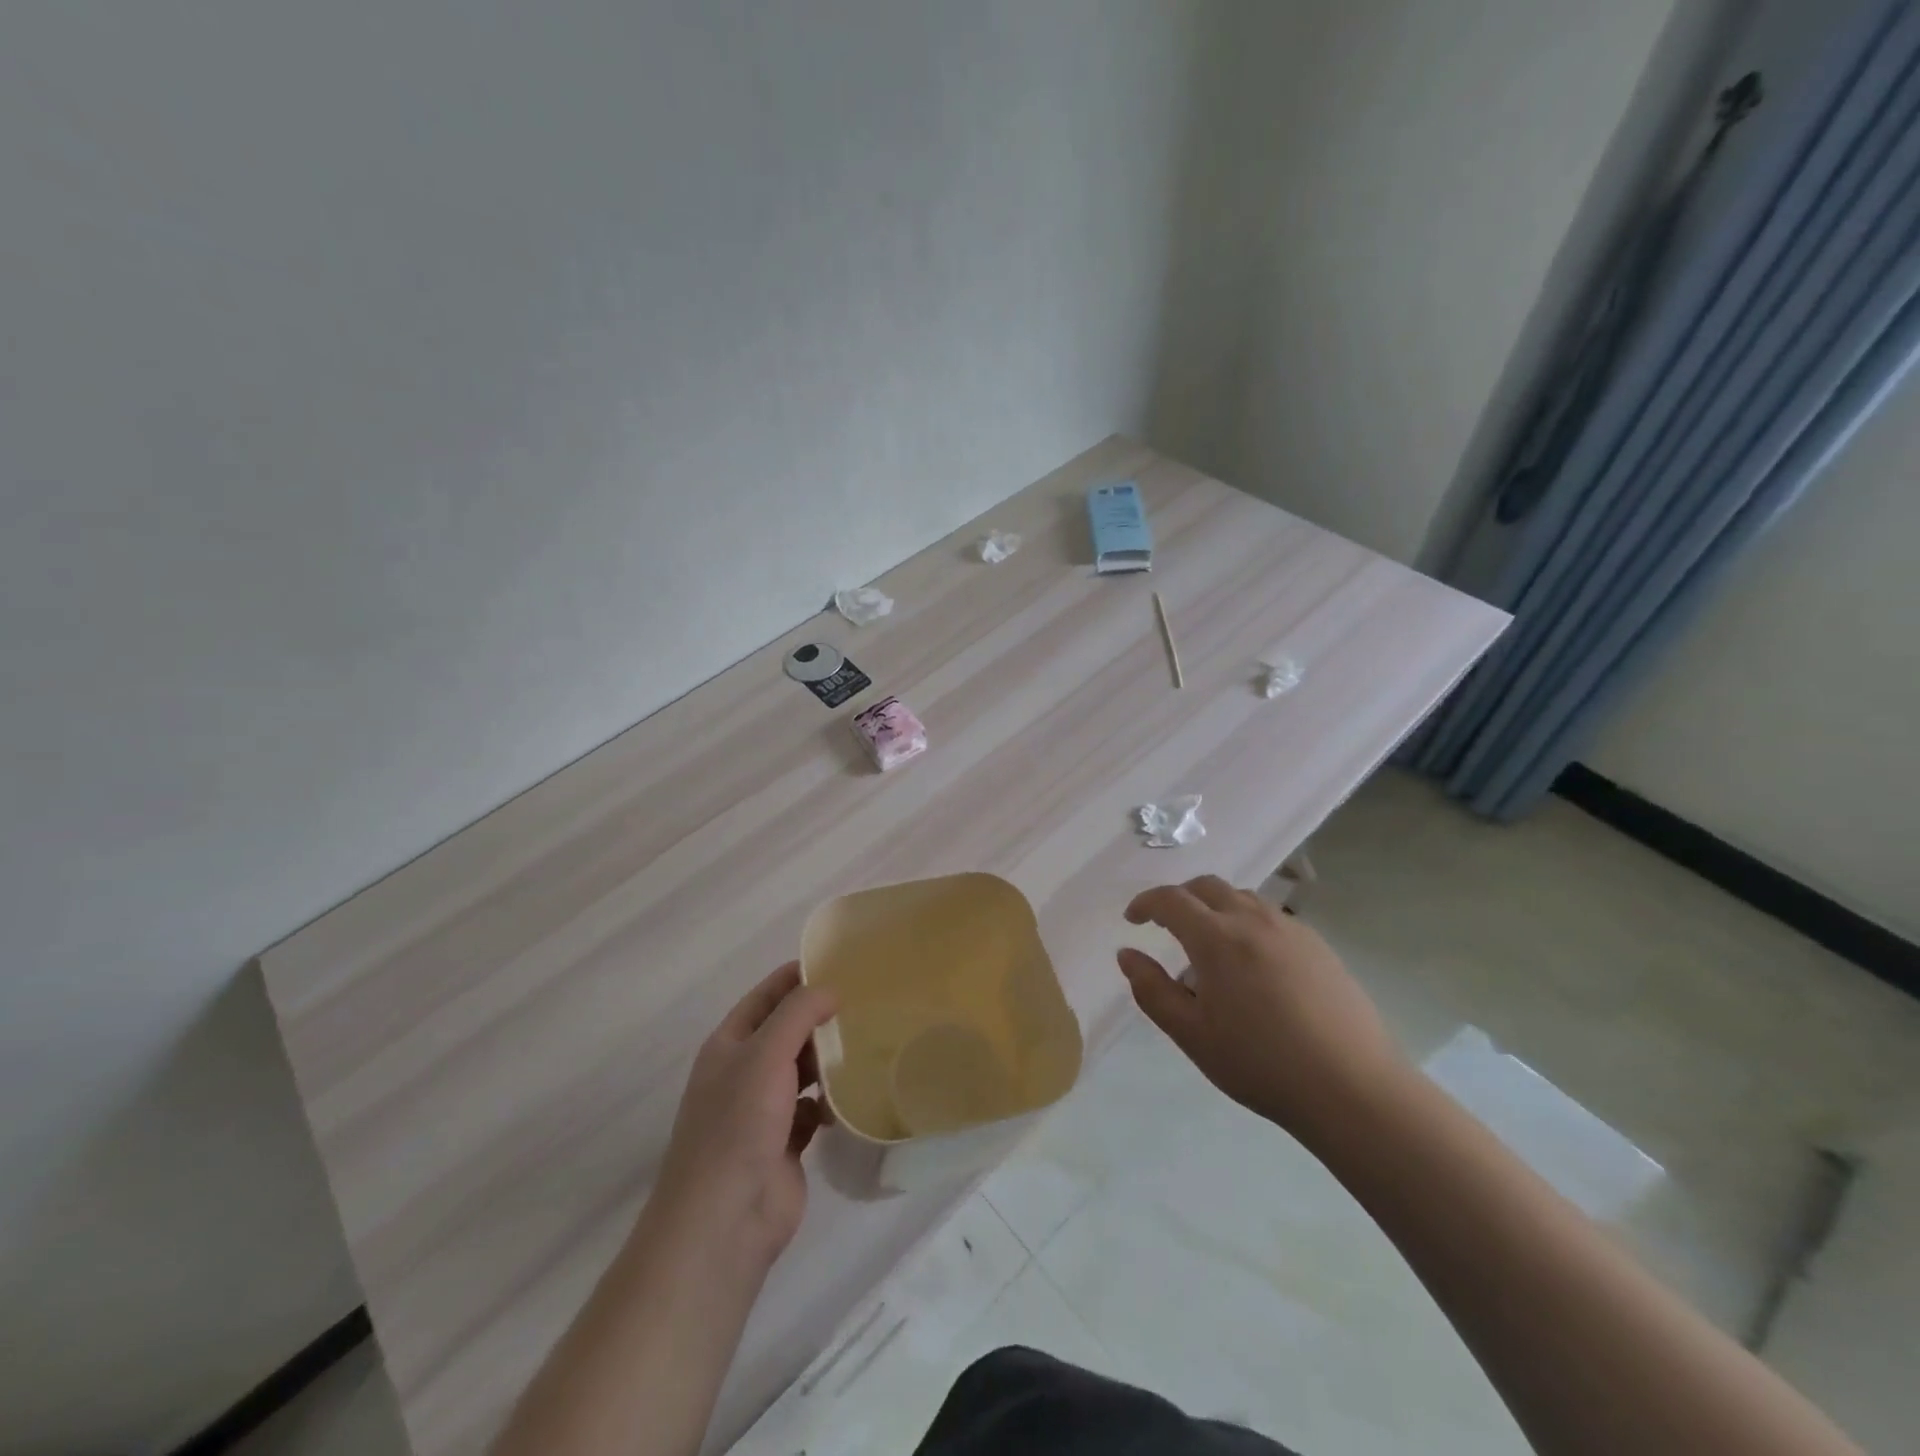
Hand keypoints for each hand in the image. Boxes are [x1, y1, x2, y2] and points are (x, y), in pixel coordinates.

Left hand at [652, 962, 836, 1269]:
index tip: (837, 963)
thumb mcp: (765, 1054)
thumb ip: (798, 1014)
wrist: (725, 1219)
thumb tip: (829, 989)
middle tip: (866, 1002)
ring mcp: (764, 1111)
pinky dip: (832, 1101)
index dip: (795, 977)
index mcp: (729, 1046)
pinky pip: (815, 1109)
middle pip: (787, 1033)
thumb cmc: (738, 1125)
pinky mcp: (786, 1143)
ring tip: (869, 1042)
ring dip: (829, 1060)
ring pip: (803, 1071)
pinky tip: (856, 1095)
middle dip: (820, 1019)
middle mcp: (744, 1073)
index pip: (765, 997)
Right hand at [1118, 876, 1404, 1147]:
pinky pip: (1271, 916)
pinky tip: (1253, 963)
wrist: (1352, 1087)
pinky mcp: (1318, 945)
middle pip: (1207, 886)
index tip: (1132, 919)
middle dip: (1179, 897)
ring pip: (1242, 898)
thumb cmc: (1260, 1063)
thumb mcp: (1192, 1034)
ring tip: (1210, 945)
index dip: (1145, 903)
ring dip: (1215, 907)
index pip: (1171, 900)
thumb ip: (1152, 990)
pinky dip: (1247, 922)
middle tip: (1165, 923)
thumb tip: (1127, 954)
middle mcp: (1252, 920)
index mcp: (1216, 938)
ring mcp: (1290, 929)